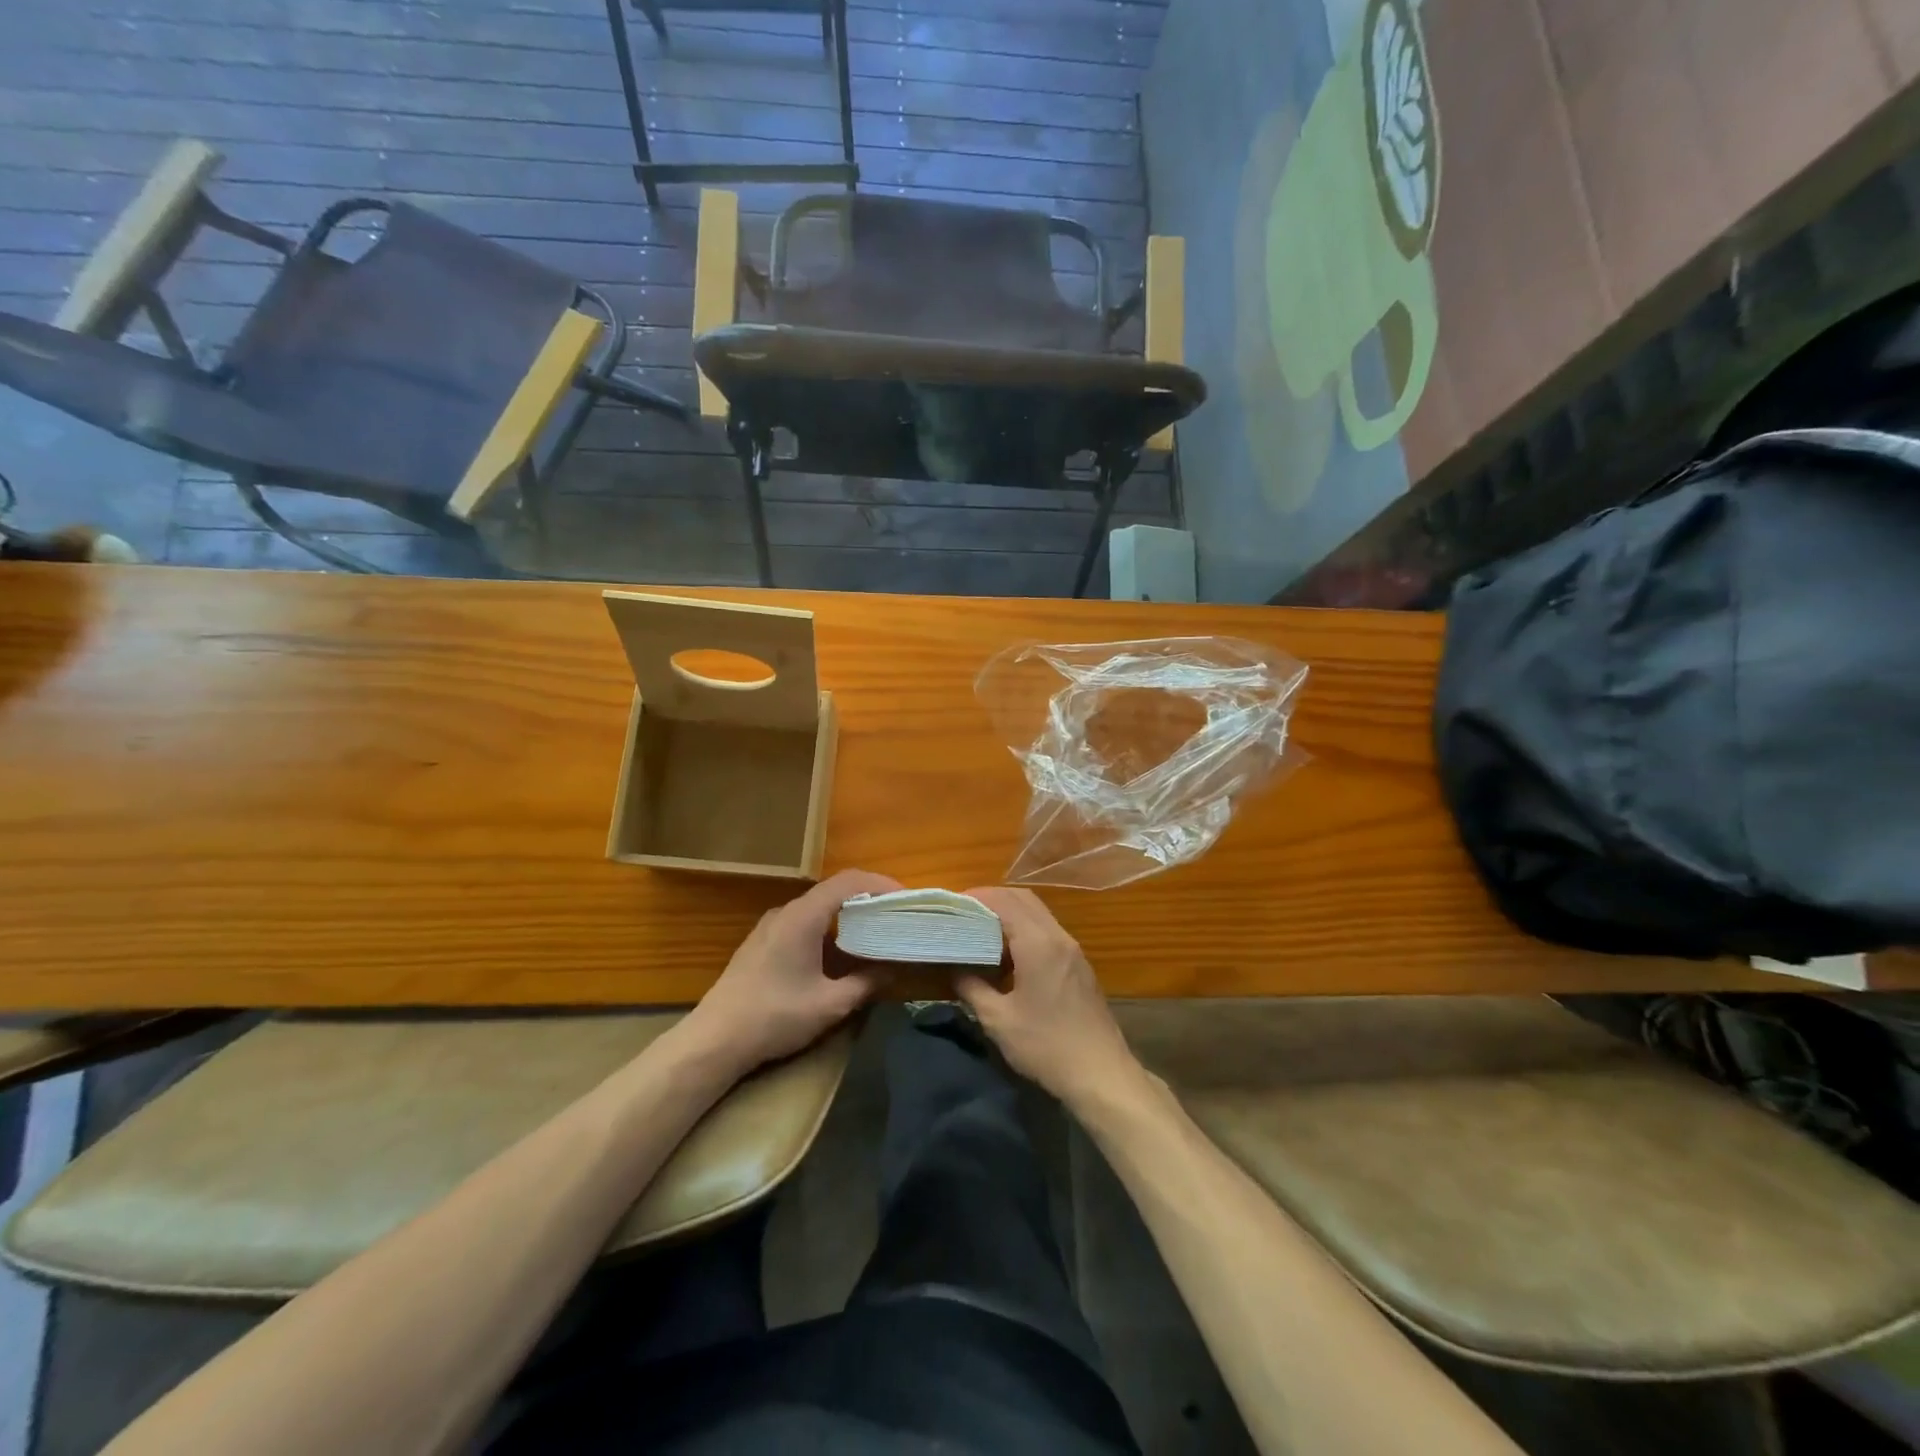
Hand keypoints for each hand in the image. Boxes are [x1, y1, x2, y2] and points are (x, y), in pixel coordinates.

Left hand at [683, 868, 901, 1073]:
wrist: (714, 1040)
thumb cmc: (775, 1017)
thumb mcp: (830, 1005)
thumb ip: (866, 983)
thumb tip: (892, 968)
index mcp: (804, 916)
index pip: (849, 881)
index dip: (881, 884)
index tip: (906, 899)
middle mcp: (787, 911)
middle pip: (834, 891)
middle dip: (868, 899)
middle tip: (896, 916)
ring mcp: (771, 926)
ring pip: (818, 908)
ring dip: (847, 916)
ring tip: (874, 934)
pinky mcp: (762, 942)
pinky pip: (803, 923)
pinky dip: (828, 929)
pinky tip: (839, 954)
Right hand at [956, 887, 1141, 1107]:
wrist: (1101, 1074)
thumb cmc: (1046, 1046)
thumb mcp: (999, 1020)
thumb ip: (973, 988)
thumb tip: (957, 969)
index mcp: (1038, 944)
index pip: (1005, 901)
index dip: (978, 897)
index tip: (953, 903)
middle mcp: (1058, 938)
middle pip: (1024, 899)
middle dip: (993, 899)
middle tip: (965, 912)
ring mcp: (1073, 951)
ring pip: (1039, 914)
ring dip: (1011, 913)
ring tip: (982, 930)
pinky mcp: (1080, 966)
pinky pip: (1049, 931)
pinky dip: (1026, 929)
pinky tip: (1009, 953)